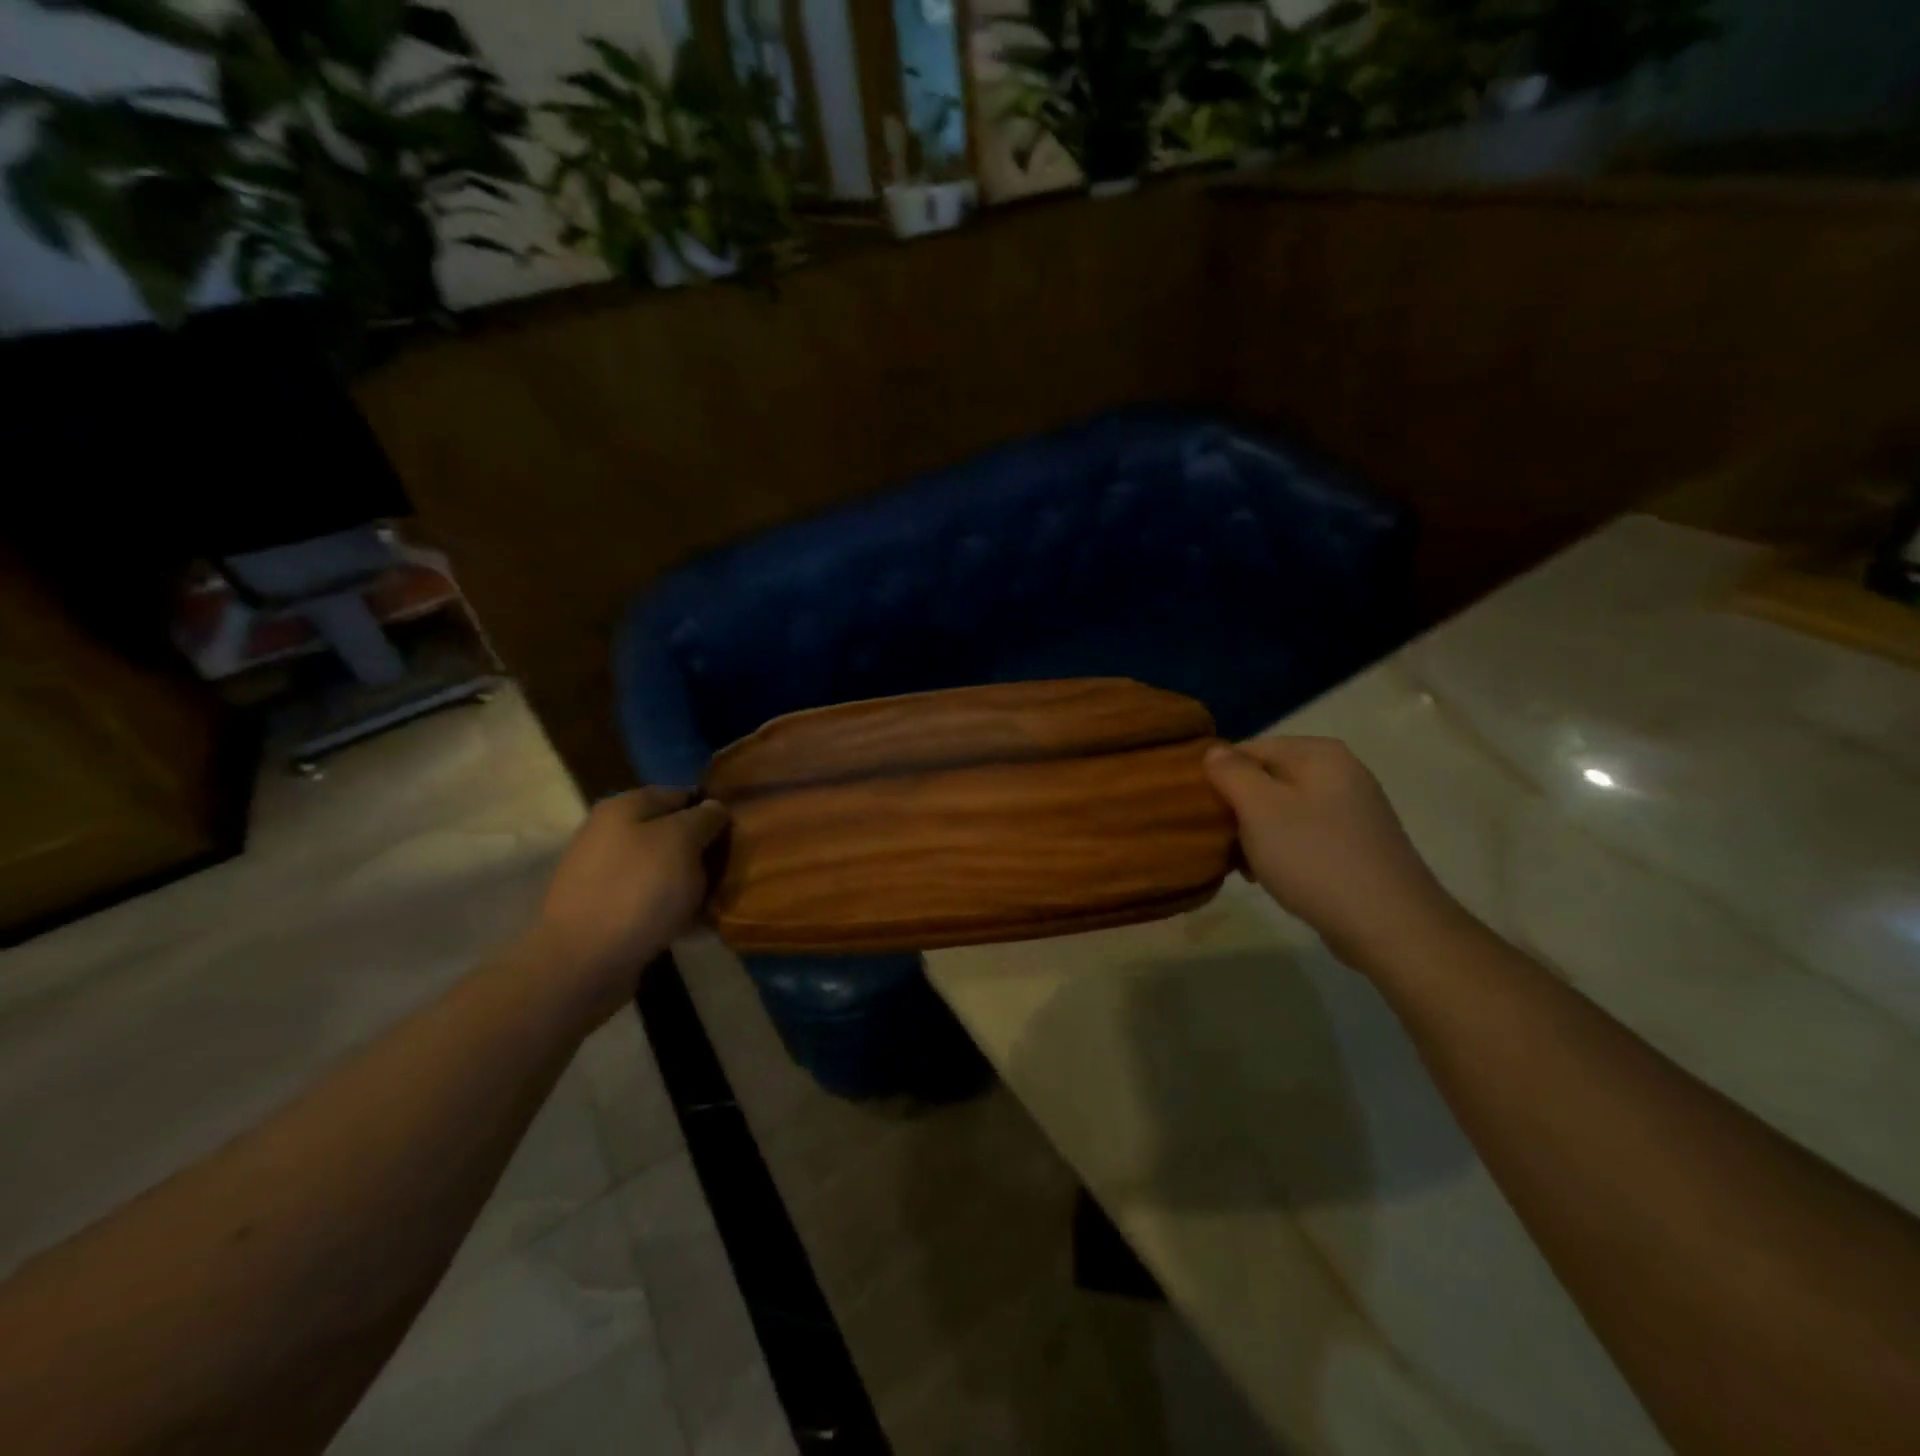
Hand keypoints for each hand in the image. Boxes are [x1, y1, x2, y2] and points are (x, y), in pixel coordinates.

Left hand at [529, 789, 729, 1015]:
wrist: (583, 963)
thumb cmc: (638, 890)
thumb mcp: (682, 841)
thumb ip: (704, 818)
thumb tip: (714, 807)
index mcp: (624, 807)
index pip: (681, 794)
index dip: (712, 809)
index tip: (740, 832)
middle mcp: (609, 834)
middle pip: (671, 833)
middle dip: (703, 850)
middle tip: (733, 869)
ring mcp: (604, 874)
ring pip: (663, 869)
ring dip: (691, 882)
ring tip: (718, 901)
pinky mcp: (605, 911)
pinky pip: (650, 901)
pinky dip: (673, 909)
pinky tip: (694, 926)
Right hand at [1203, 737, 1461, 968]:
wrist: (1388, 924)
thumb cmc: (1314, 857)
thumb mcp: (1260, 809)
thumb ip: (1232, 772)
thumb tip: (1214, 750)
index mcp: (1319, 754)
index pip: (1250, 748)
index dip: (1220, 775)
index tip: (1202, 810)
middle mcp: (1341, 773)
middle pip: (1268, 779)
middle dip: (1238, 808)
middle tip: (1219, 841)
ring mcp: (1353, 810)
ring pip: (1284, 811)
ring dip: (1256, 834)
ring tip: (1242, 865)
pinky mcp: (1357, 845)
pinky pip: (1305, 836)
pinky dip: (1282, 851)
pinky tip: (1271, 877)